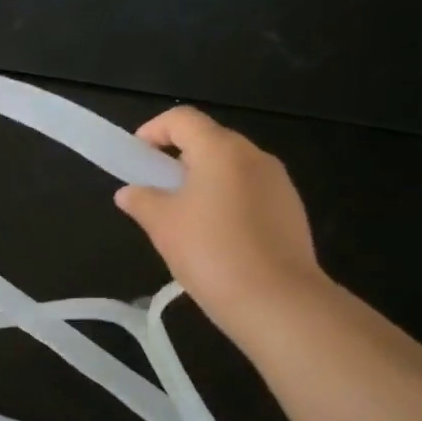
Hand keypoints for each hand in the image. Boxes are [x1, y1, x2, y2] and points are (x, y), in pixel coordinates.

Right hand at [115, 107, 328, 332]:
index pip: (182, 119)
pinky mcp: (292, 211)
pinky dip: (228, 202)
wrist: (276, 301)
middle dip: (179, 159)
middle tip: (157, 189)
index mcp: (220, 150)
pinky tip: (216, 238)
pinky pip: (251, 193)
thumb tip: (129, 193)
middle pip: (210, 141)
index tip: (137, 156)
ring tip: (185, 218)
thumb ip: (141, 200)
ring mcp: (279, 184)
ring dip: (205, 182)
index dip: (153, 130)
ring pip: (232, 169)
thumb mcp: (161, 224)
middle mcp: (254, 157)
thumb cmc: (210, 251)